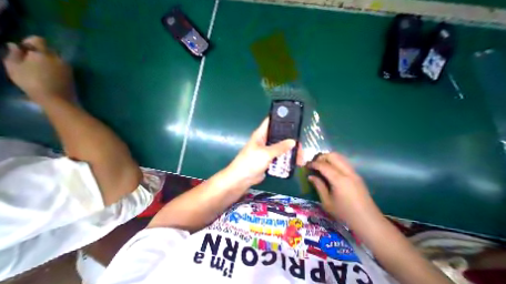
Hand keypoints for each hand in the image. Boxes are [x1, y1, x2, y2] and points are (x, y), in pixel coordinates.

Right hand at [2, 36, 73, 102]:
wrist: (57, 98)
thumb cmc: (31, 81)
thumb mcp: (13, 66)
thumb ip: (14, 54)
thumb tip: (14, 45)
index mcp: (44, 54)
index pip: (39, 40)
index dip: (30, 42)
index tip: (24, 49)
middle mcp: (59, 59)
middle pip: (50, 50)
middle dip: (40, 52)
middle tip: (30, 60)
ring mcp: (68, 68)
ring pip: (57, 59)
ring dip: (48, 60)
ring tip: (38, 69)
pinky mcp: (72, 76)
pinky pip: (62, 67)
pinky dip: (55, 67)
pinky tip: (48, 74)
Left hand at [225, 119, 303, 189]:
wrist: (242, 179)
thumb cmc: (250, 162)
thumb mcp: (265, 153)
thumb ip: (279, 147)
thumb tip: (293, 142)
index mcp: (261, 134)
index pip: (271, 121)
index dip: (281, 118)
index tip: (294, 119)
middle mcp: (265, 140)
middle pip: (280, 136)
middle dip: (290, 140)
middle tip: (301, 145)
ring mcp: (267, 150)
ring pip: (281, 147)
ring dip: (291, 151)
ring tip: (301, 156)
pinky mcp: (269, 159)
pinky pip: (280, 157)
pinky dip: (287, 159)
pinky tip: (296, 162)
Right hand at [309, 153, 378, 226]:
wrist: (369, 222)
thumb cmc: (345, 214)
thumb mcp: (327, 202)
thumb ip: (318, 186)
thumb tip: (310, 176)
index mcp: (339, 180)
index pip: (323, 165)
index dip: (313, 164)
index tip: (306, 166)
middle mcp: (347, 173)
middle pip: (332, 156)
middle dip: (321, 157)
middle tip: (314, 164)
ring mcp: (354, 173)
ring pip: (339, 156)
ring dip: (328, 158)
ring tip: (321, 166)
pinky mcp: (357, 175)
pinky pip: (344, 162)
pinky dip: (335, 161)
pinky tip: (330, 170)